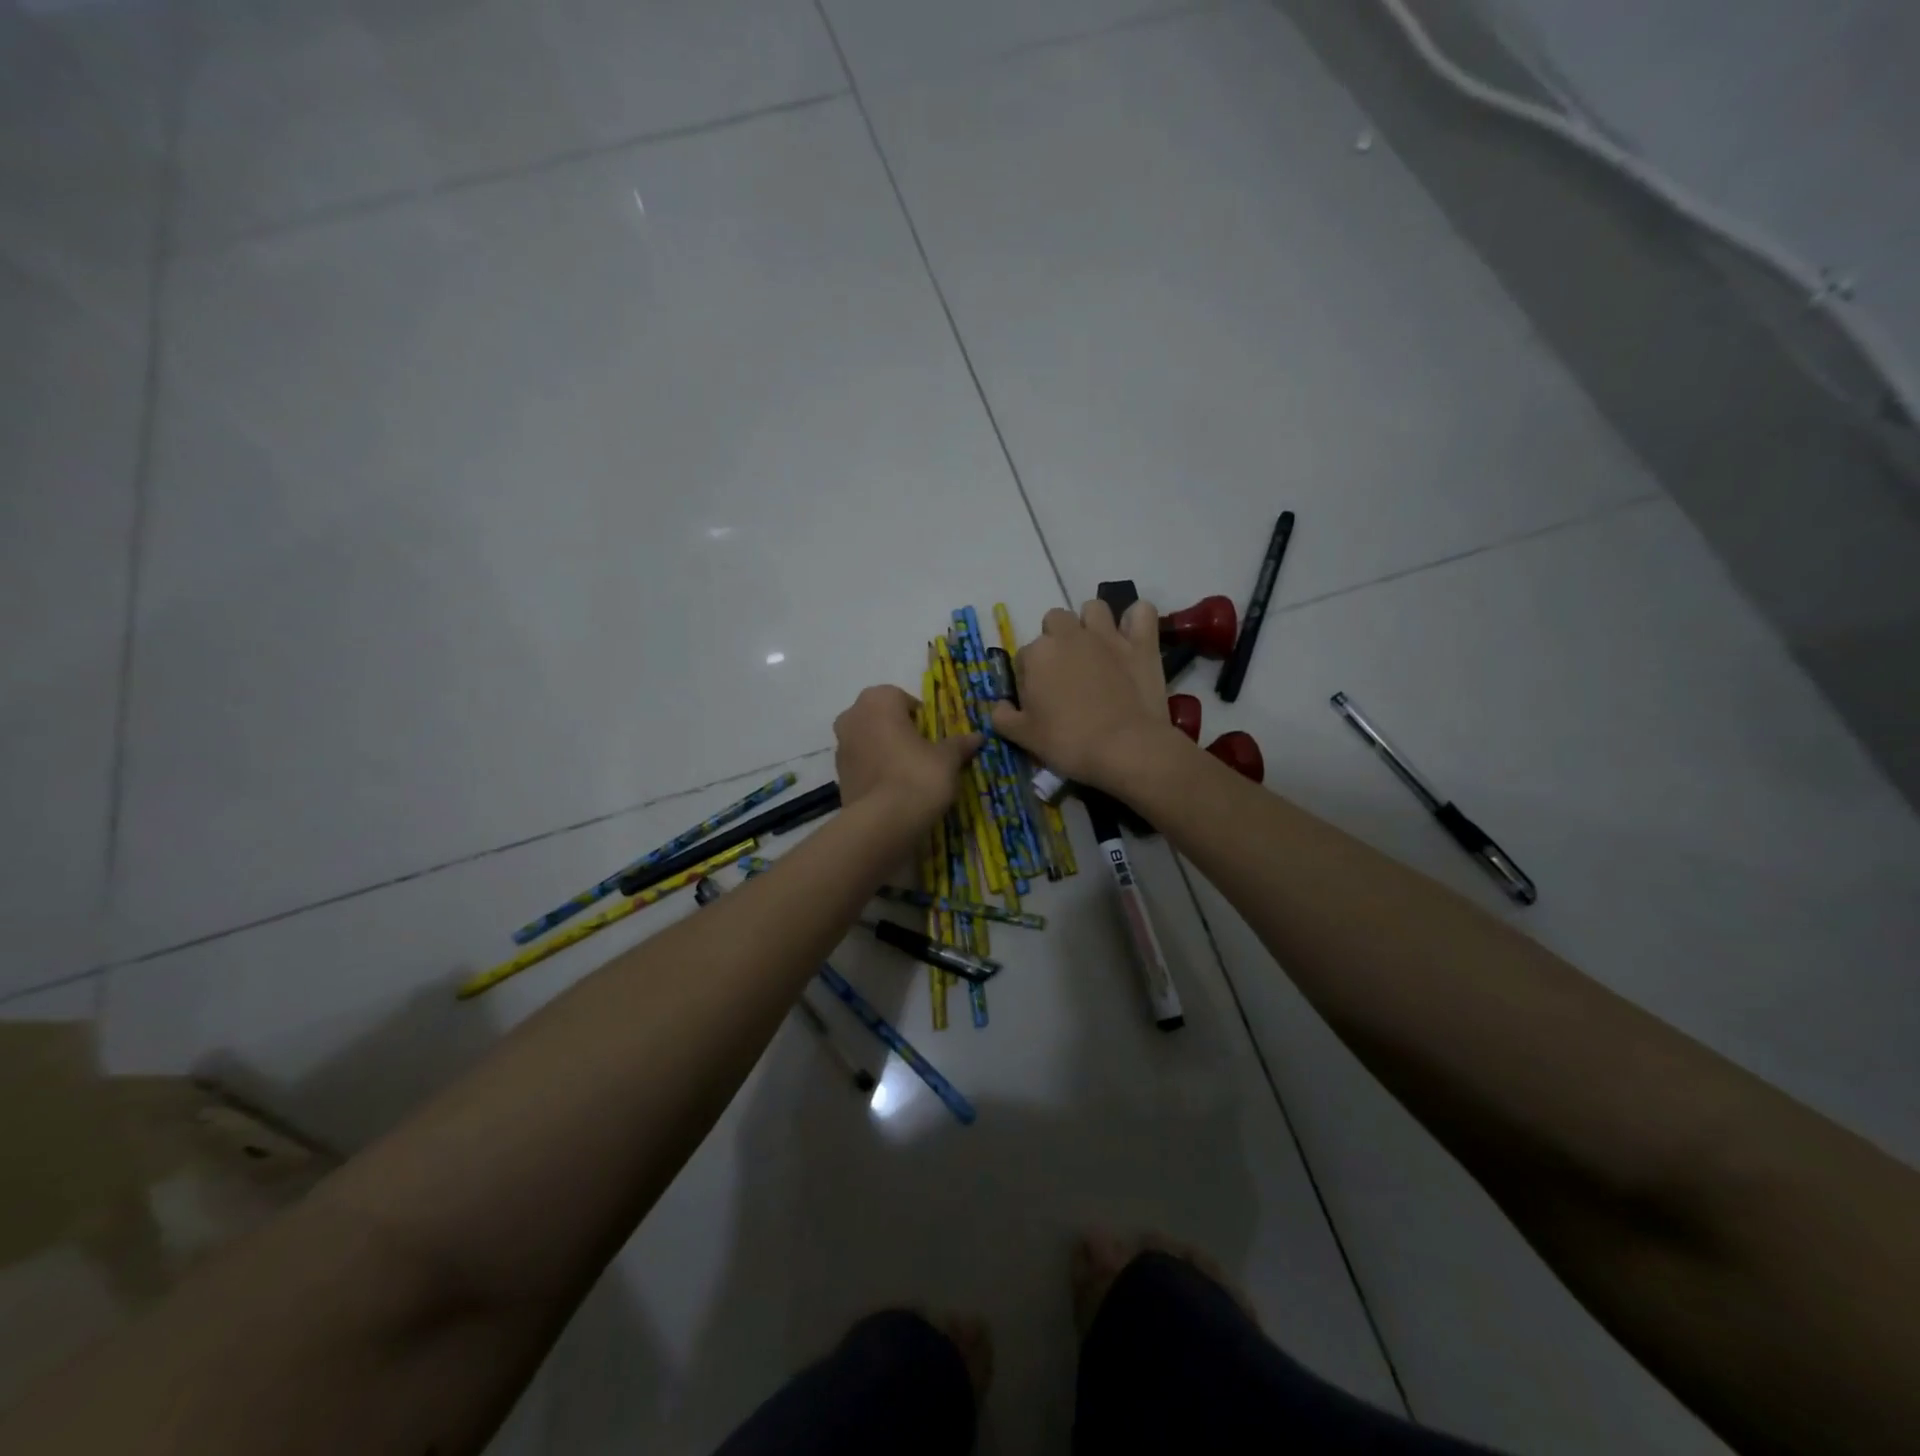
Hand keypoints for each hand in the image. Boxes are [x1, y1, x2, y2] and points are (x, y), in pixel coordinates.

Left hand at [834, 686, 980, 826]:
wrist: (882, 823)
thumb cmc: (918, 776)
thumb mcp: (947, 759)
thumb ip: (959, 744)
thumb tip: (977, 737)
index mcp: (878, 700)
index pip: (902, 698)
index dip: (920, 717)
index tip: (933, 737)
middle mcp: (852, 716)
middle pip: (881, 718)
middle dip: (899, 731)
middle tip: (922, 753)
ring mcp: (841, 746)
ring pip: (869, 740)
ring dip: (885, 750)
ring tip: (909, 774)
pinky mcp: (838, 775)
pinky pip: (862, 764)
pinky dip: (875, 770)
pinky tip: (893, 789)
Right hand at [991, 600, 1184, 790]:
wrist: (1124, 749)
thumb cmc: (1068, 743)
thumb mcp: (1023, 737)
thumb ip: (1003, 717)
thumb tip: (999, 706)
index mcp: (1037, 654)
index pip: (1024, 657)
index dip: (1030, 678)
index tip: (1040, 701)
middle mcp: (1069, 635)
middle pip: (1055, 621)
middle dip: (1057, 640)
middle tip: (1066, 672)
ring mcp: (1107, 635)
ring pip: (1094, 609)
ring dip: (1092, 623)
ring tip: (1096, 650)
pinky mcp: (1141, 643)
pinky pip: (1141, 612)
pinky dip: (1136, 620)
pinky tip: (1132, 637)